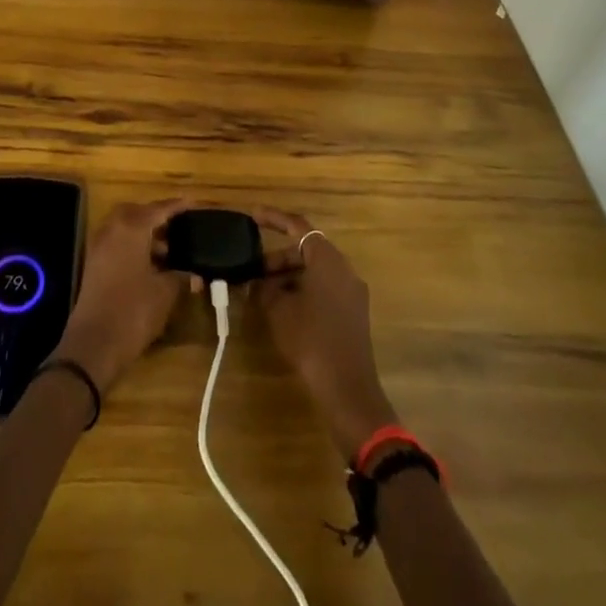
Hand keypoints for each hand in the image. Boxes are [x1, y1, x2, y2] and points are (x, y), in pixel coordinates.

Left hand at [50, 199, 190, 394]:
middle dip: (156, 217)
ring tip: (169, 251)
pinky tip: (150, 266)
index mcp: (131, 228)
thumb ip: (181, 276)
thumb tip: (195, 275)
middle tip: (178, 227)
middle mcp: (112, 230)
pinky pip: (116, 244)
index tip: (192, 203)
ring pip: (124, 229)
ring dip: (144, 234)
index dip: (177, 207)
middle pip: (137, 213)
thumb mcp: (165, 293)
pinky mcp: (93, 265)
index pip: (158, 209)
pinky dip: (133, 247)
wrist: (94, 344)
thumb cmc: (134, 311)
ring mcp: (99, 247)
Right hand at [253, 208, 397, 460]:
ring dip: (288, 276)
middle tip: (252, 270)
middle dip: (278, 257)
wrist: (347, 388)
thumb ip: (264, 288)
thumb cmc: (310, 340)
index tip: (253, 216)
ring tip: (262, 292)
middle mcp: (344, 269)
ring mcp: (352, 291)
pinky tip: (282, 309)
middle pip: (307, 250)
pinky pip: (324, 288)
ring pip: (315, 271)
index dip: (274, 218)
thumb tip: (258, 281)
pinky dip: (302, 290)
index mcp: (327, 259)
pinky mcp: (353, 313)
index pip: (299, 226)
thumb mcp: (278, 310)